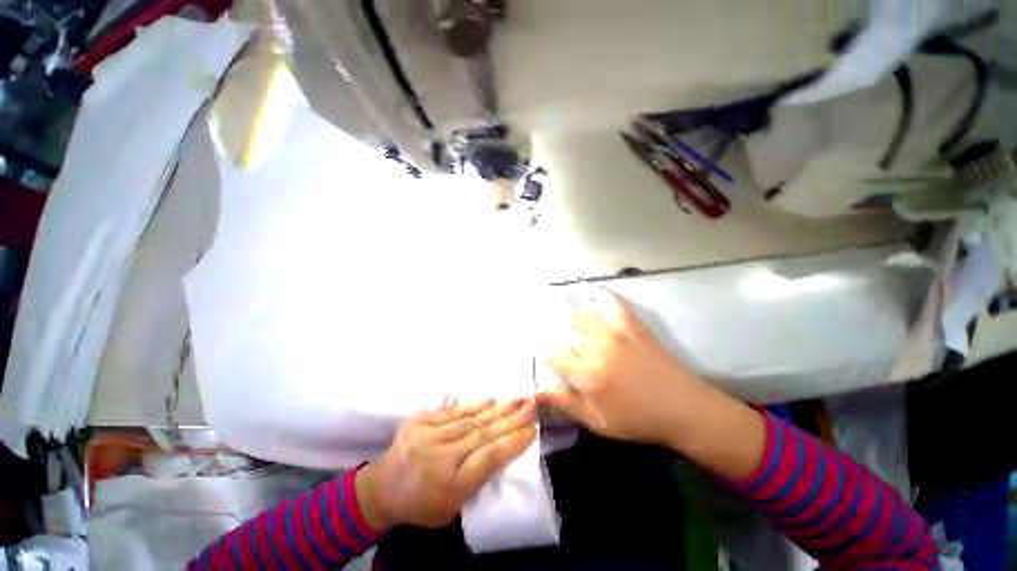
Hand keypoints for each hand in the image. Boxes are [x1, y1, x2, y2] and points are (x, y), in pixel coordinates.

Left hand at [356, 399, 536, 529]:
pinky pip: (454, 411)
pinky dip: (475, 405)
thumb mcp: (453, 507)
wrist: (382, 487)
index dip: (514, 442)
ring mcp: (428, 435)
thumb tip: (503, 448)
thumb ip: (478, 479)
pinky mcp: (420, 420)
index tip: (533, 429)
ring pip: (472, 419)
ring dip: (498, 409)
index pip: (490, 458)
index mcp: (450, 486)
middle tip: (532, 405)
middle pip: (484, 434)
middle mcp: (441, 457)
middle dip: (512, 418)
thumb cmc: (423, 504)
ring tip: (518, 399)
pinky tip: (491, 400)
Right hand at [539, 289, 704, 445]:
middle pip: (566, 333)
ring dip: (575, 322)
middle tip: (568, 347)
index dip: (550, 355)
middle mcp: (596, 348)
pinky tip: (596, 296)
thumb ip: (565, 404)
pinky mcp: (633, 325)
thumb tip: (535, 392)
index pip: (553, 353)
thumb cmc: (638, 420)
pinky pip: (613, 304)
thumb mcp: (597, 422)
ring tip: (578, 329)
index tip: (555, 360)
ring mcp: (615, 333)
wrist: (683, 408)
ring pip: (583, 316)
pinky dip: (602, 297)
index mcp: (586, 375)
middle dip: (562, 340)